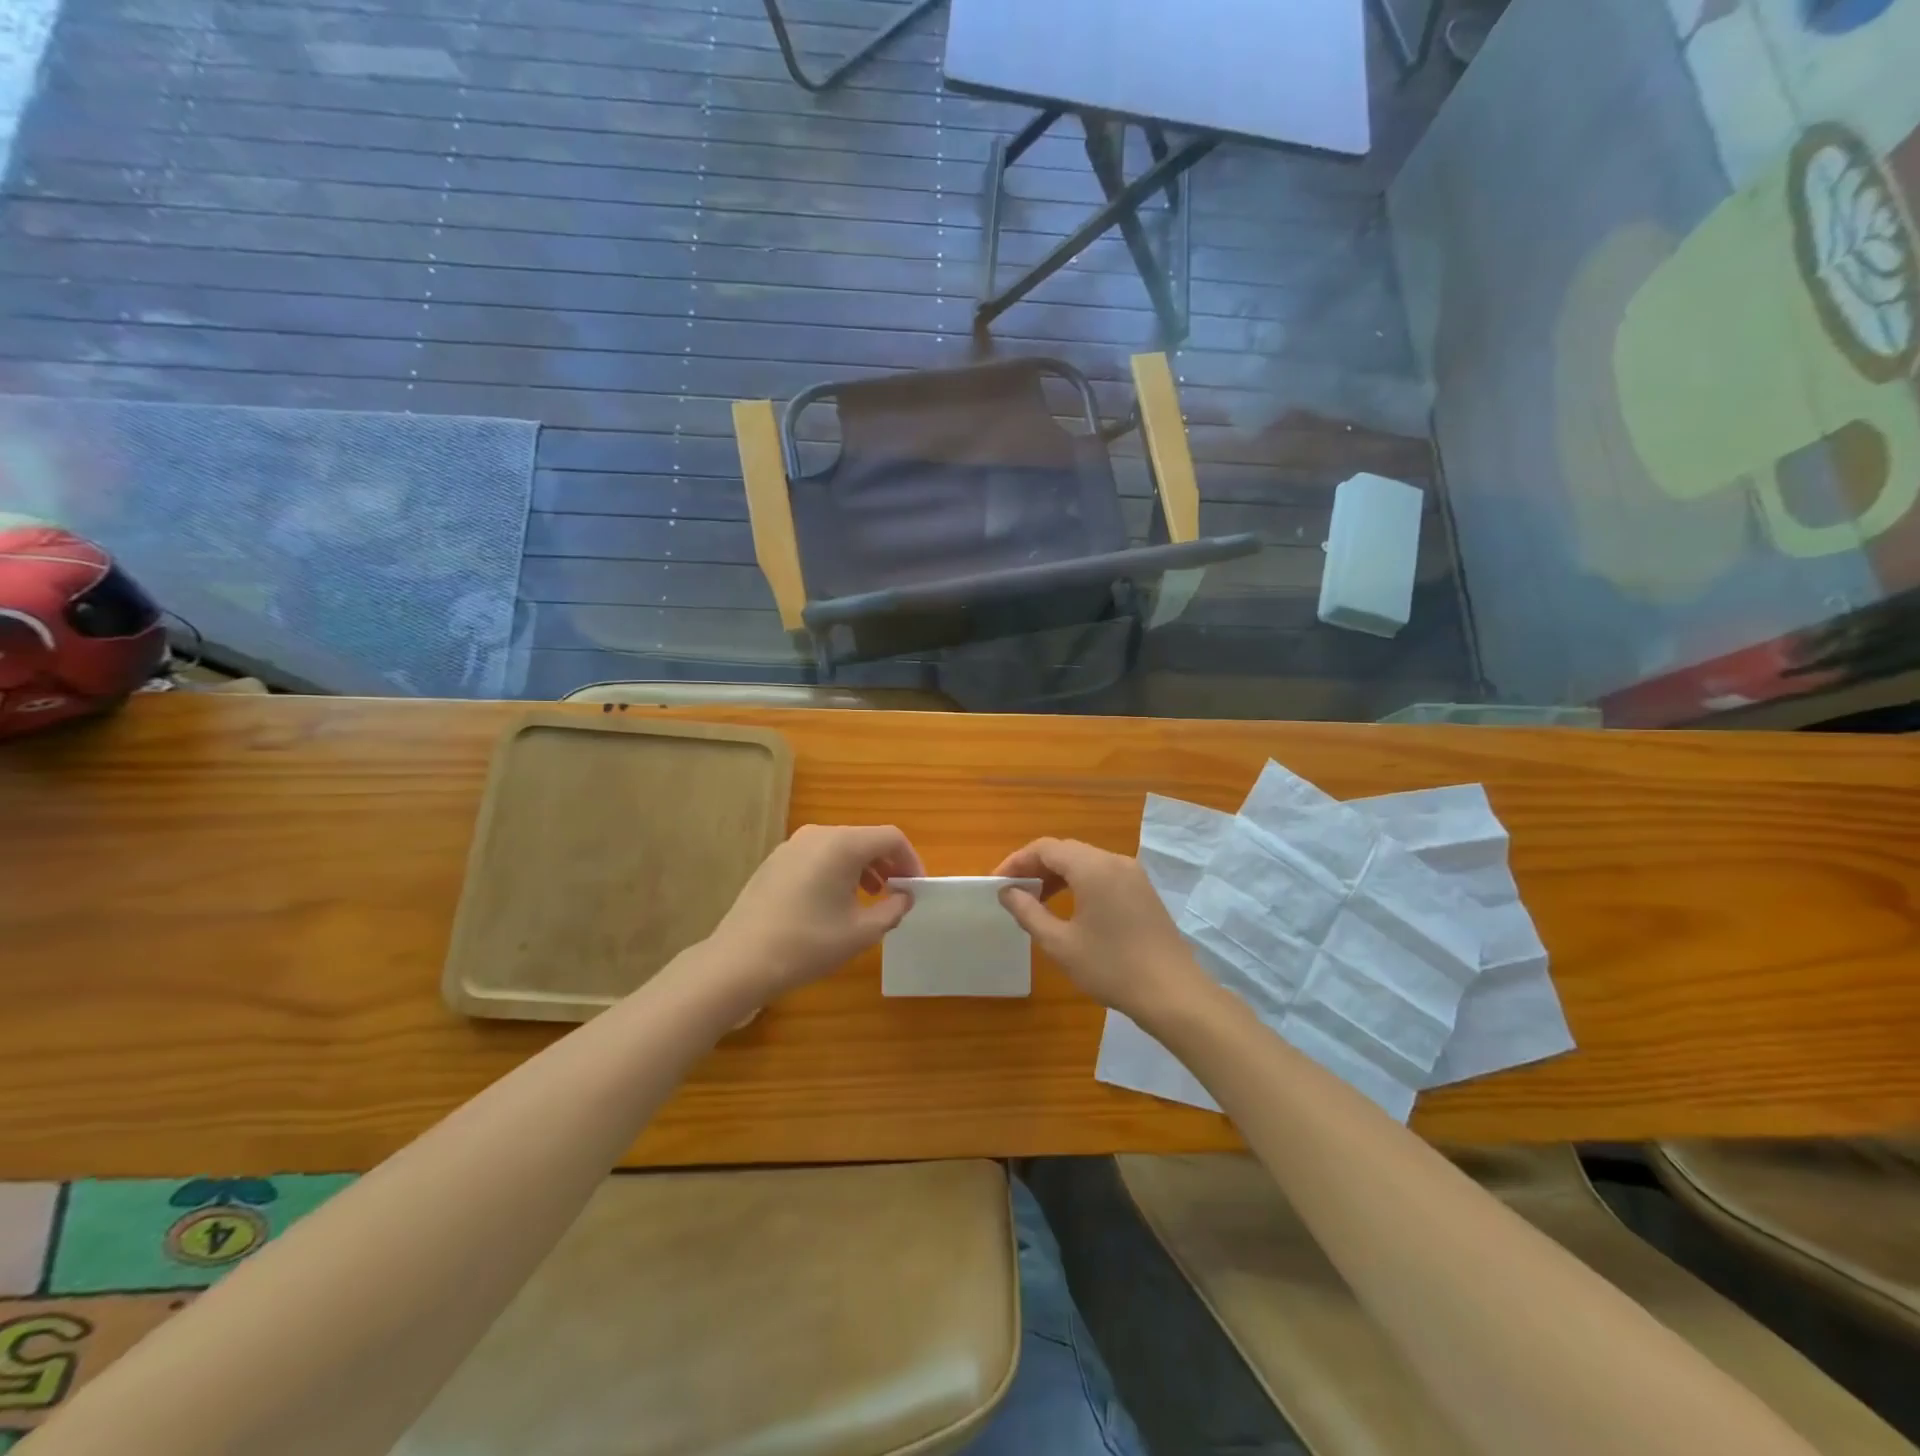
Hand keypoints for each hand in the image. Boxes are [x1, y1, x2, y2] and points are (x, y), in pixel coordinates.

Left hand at [703, 824, 923, 1004]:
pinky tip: (834, 903)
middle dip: (887, 864)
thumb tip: (904, 896)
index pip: (890, 838)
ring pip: (841, 847)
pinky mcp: (775, 861)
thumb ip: (892, 909)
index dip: (911, 860)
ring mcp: (792, 846)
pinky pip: (818, 857)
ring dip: (862, 868)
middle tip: (897, 894)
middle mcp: (818, 834)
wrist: (740, 961)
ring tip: (869, 899)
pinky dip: (837, 871)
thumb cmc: (808, 944)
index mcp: (842, 844)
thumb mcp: (861, 932)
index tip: (916, 889)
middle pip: (865, 839)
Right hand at [992, 838, 1206, 1022]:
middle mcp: (1114, 861)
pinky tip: (1069, 908)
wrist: (1173, 993)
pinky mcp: (1143, 890)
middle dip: (1035, 867)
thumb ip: (1028, 912)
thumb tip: (1007, 892)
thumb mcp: (1060, 944)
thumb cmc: (1110, 967)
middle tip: (1013, 892)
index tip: (996, 883)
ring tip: (1036, 901)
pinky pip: (1103, 874)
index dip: (1017, 861)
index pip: (1045, 848)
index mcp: (1092, 867)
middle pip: (1066, 851)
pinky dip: (1079, 882)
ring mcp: (1133, 874)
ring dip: (1057, 875)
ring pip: (1085, 861)